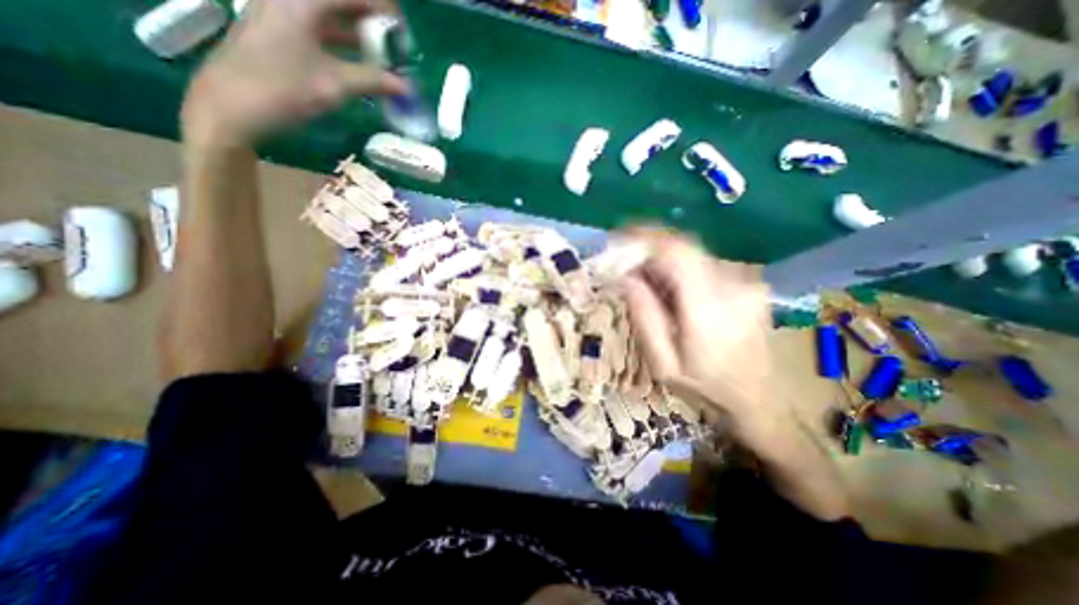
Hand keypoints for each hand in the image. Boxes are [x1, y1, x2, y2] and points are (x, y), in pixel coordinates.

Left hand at [182, 0, 405, 145]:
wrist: (233, 107)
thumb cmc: (284, 89)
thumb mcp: (335, 85)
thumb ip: (373, 80)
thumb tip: (406, 87)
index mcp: (300, 2)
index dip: (379, 8)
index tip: (400, 30)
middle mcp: (289, 1)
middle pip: (337, 3)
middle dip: (369, 21)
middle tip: (394, 45)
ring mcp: (281, 17)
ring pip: (328, 17)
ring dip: (357, 34)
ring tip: (383, 57)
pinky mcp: (279, 35)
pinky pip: (318, 31)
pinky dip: (342, 44)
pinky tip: (359, 63)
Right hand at [621, 229, 779, 442]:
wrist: (759, 399)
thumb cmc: (705, 387)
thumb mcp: (663, 363)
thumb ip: (644, 317)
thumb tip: (628, 277)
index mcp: (709, 308)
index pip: (677, 252)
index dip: (646, 237)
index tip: (620, 236)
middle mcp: (733, 286)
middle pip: (684, 248)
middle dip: (650, 250)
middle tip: (627, 266)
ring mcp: (746, 283)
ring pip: (694, 255)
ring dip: (665, 261)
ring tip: (647, 283)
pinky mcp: (749, 284)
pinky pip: (706, 265)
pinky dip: (682, 270)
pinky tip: (673, 292)